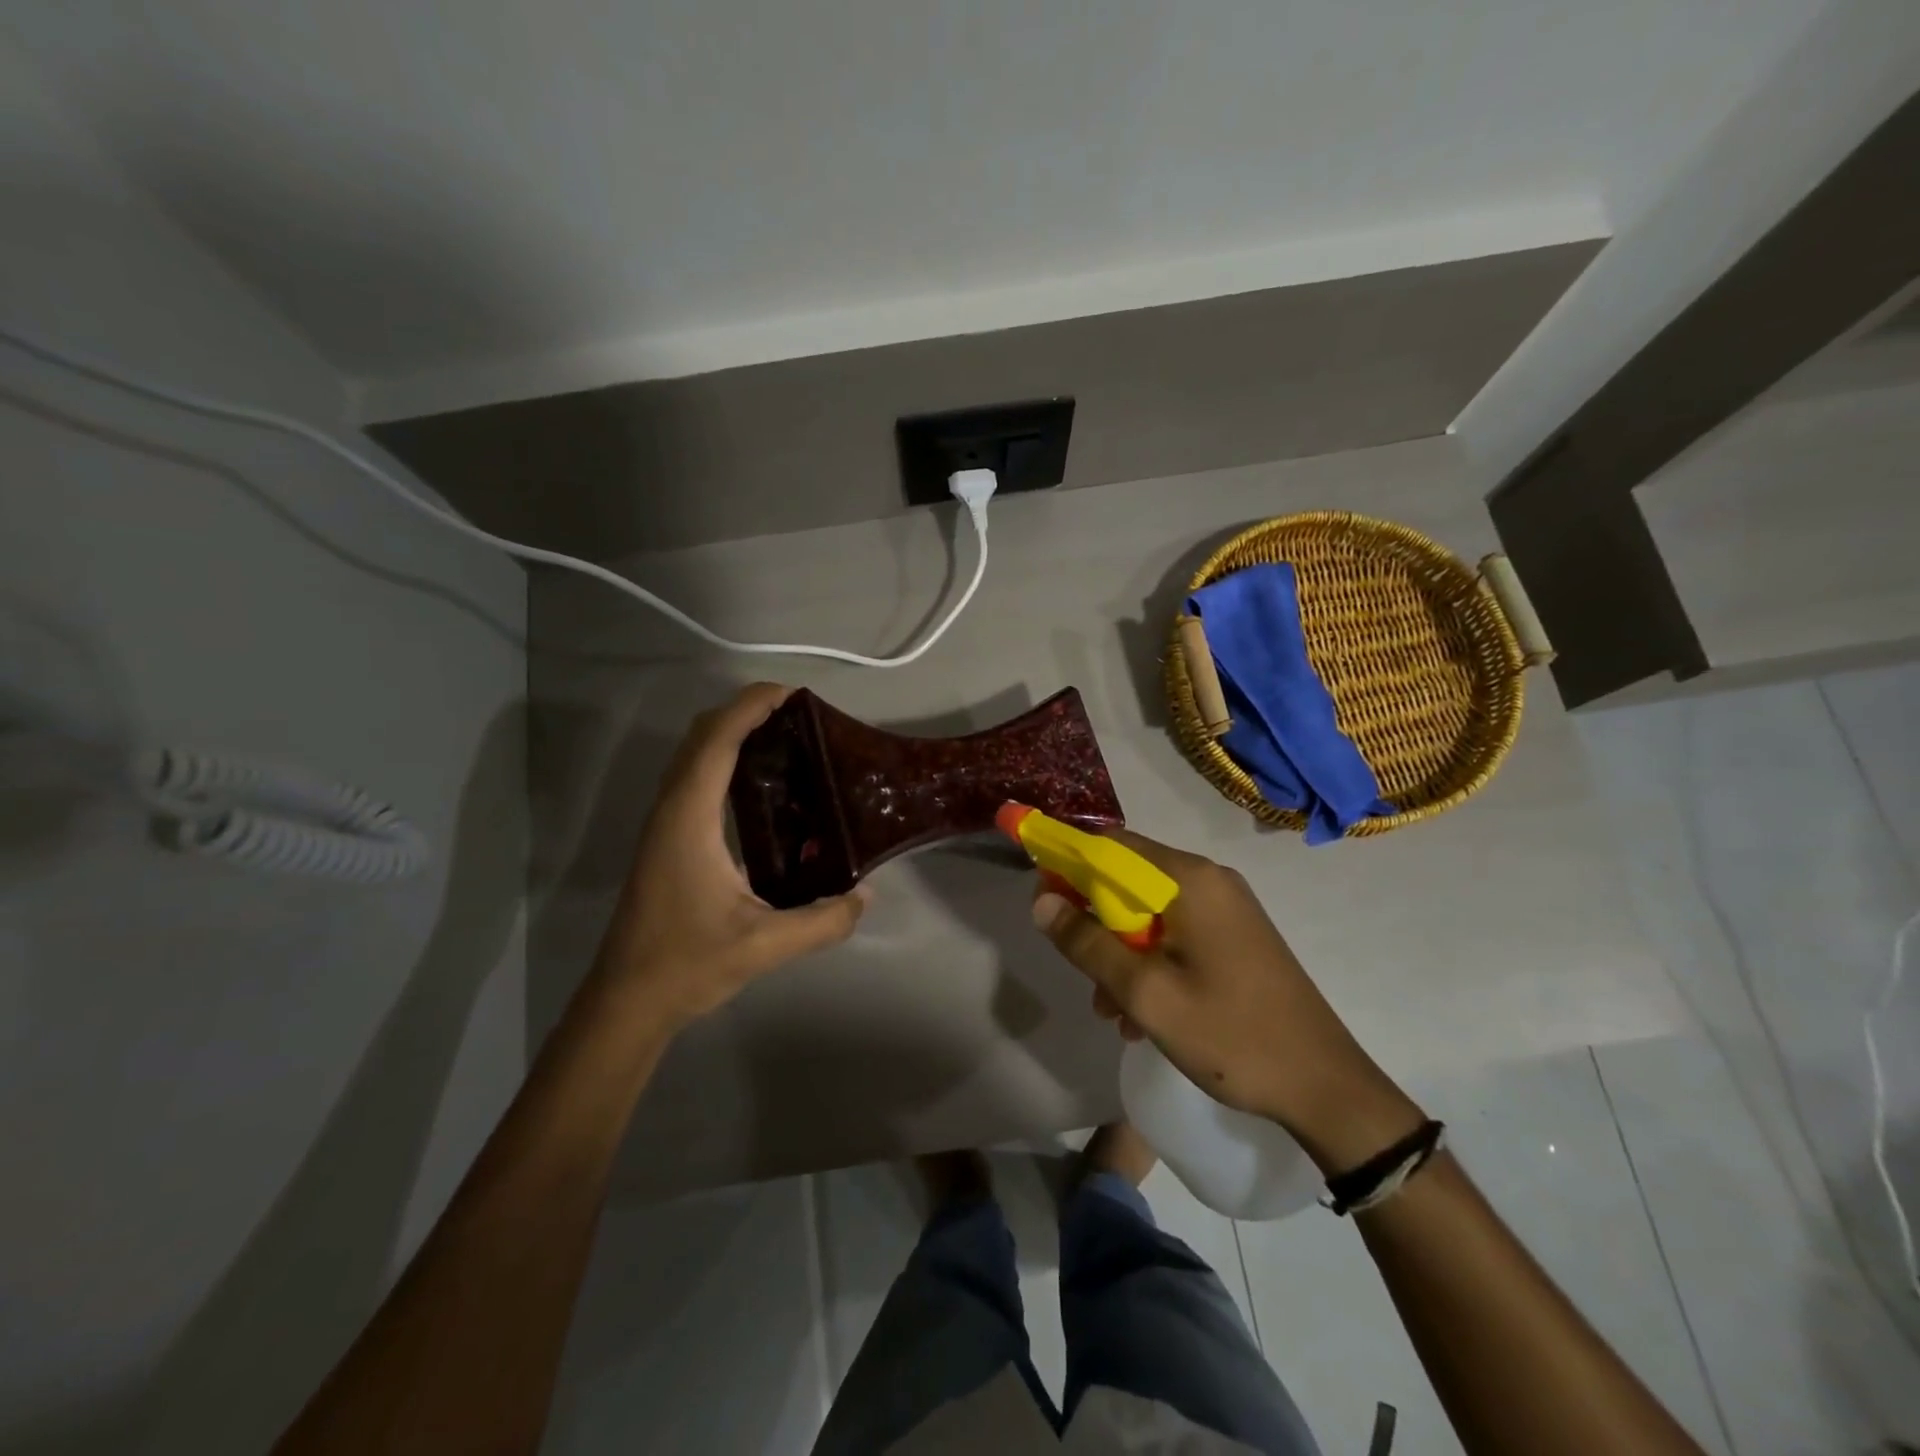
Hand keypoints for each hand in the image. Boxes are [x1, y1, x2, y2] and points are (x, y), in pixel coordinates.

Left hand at [593, 683, 866, 1030]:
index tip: (794, 694)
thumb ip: (823, 920)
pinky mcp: (667, 839)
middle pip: (702, 736)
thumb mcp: (764, 945)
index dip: (751, 707)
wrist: (627, 1000)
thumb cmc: (687, 964)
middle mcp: (671, 810)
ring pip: (694, 755)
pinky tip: (760, 785)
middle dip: (746, 711)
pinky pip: (694, 778)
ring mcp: (664, 824)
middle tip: (799, 716)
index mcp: (689, 819)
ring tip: (786, 739)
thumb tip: (865, 896)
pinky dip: (724, 759)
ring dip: (732, 732)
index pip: (717, 741)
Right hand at [1031, 831, 1421, 1171]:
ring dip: (1119, 950)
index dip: (1067, 861)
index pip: (1110, 844)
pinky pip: (1175, 933)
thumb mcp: (1146, 993)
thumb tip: (1041, 901)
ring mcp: (1226, 909)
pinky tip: (1140, 1013)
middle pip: (1128, 878)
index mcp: (1189, 879)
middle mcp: (1209, 880)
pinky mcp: (1235, 937)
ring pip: (1149, 911)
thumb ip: (1088, 943)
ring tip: (1110, 1009)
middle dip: (1094, 919)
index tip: (1040, 896)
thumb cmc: (1231, 1034)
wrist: (1325, 1087)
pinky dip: (1149, 961)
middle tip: (1078, 967)